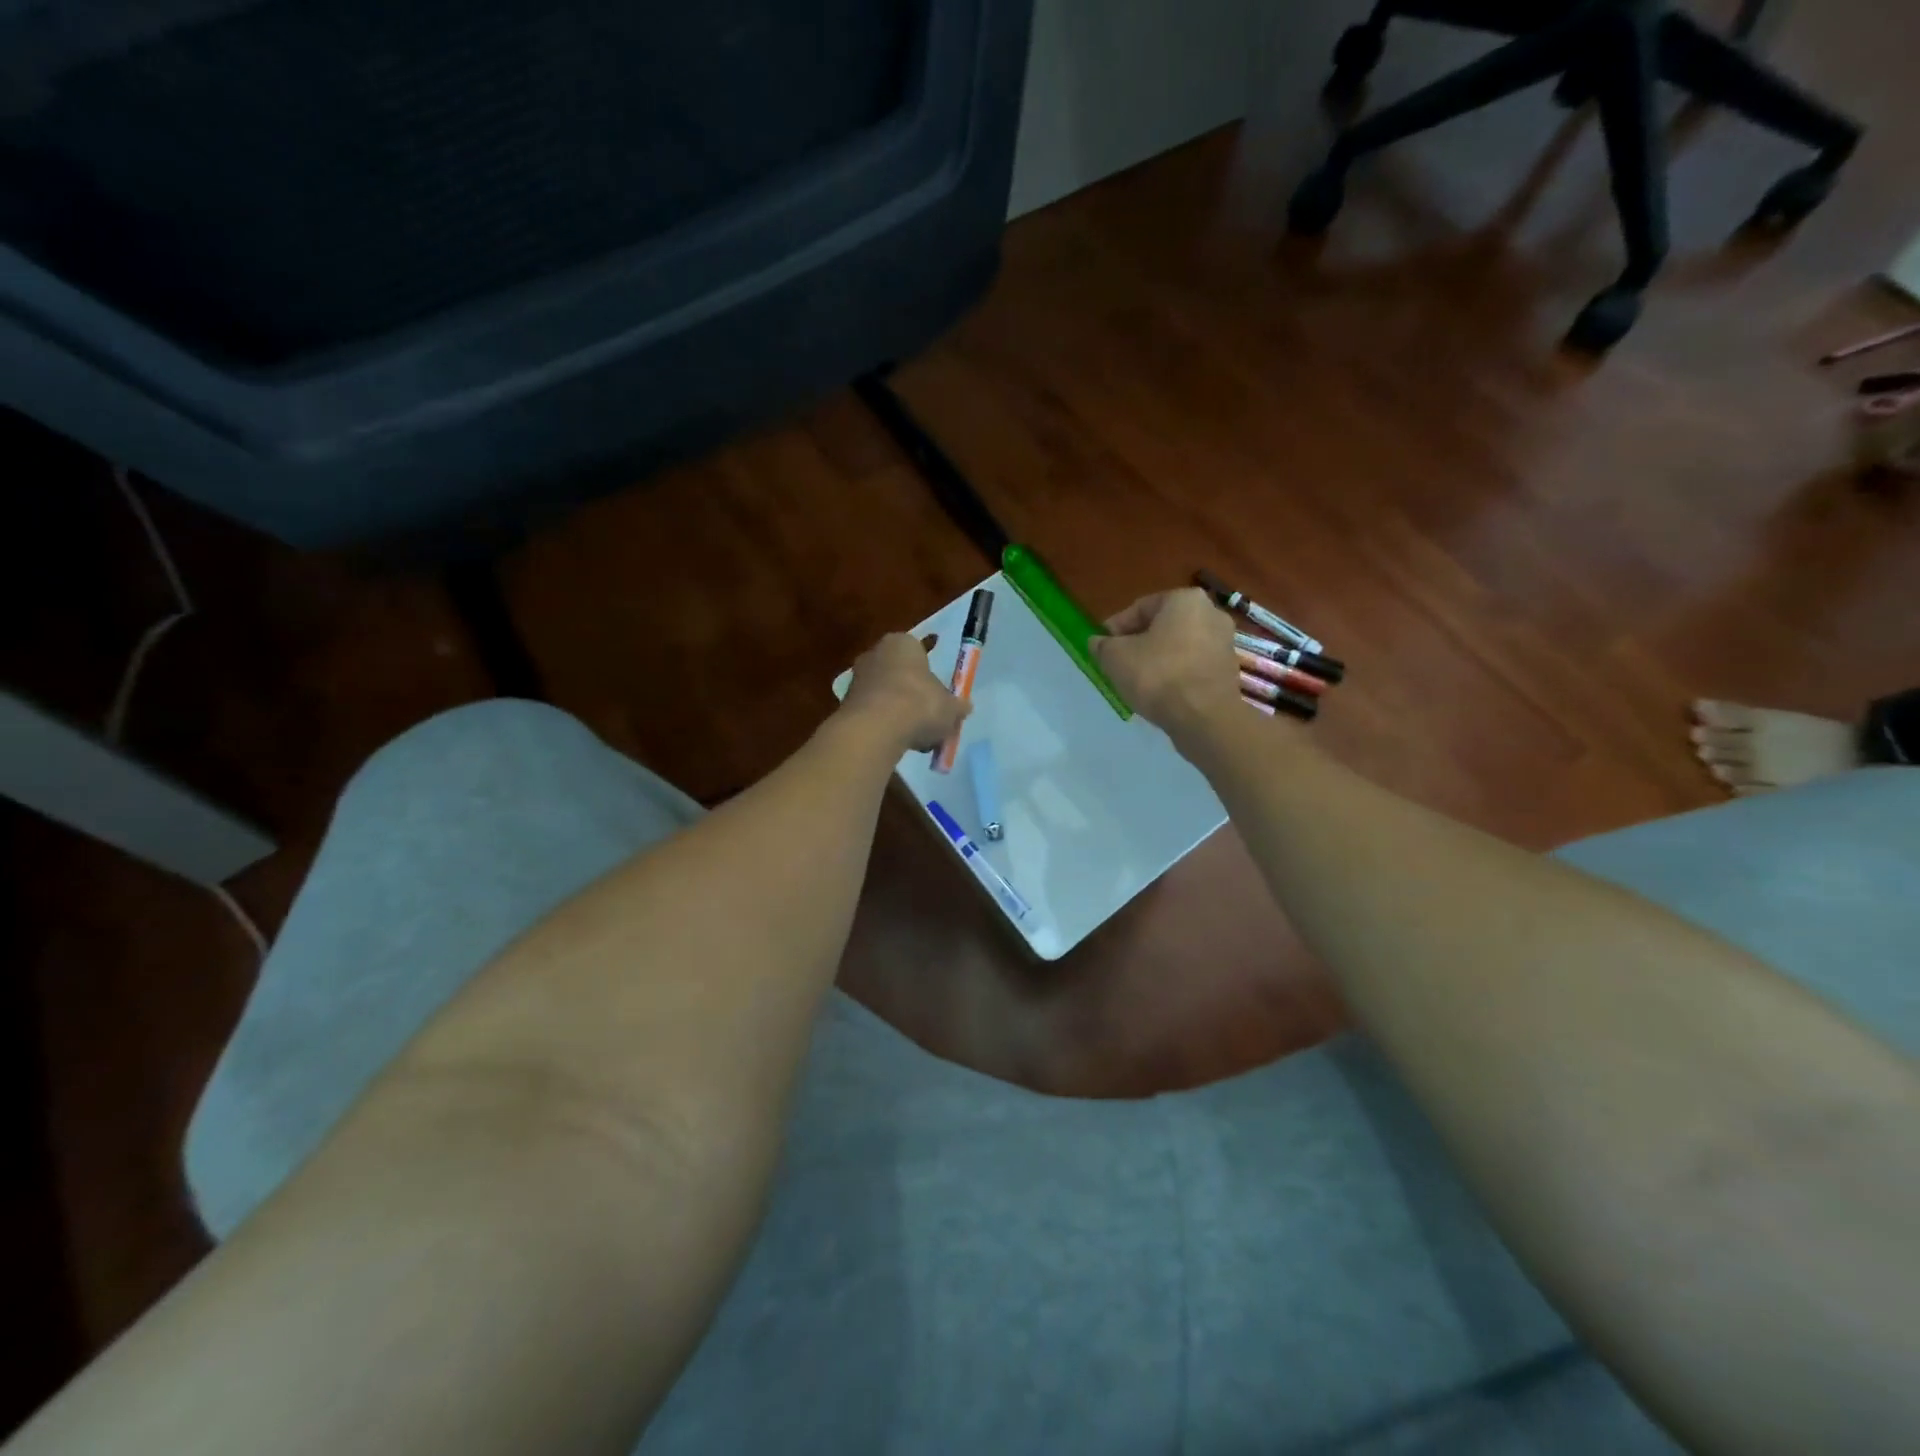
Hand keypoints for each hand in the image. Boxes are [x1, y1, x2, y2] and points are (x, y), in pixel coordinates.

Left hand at [839, 632, 970, 752]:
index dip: (930, 675)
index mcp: (901, 643)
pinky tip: (896, 743)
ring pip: (885, 696)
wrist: (875, 729)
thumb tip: (963, 708)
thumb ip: (957, 706)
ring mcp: (857, 679)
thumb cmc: (919, 705)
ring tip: (915, 738)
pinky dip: (884, 727)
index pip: (918, 652)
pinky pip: (873, 714)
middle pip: (900, 674)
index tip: (938, 696)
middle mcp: (875, 654)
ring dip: (898, 714)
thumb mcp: (950, 708)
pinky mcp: (845, 704)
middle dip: (913, 696)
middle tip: (928, 719)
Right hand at [1091, 588, 1242, 739]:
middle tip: (1118, 663)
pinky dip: (1175, 673)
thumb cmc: (1157, 676)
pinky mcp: (1228, 670)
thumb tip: (1098, 642)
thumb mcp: (1115, 658)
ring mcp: (1224, 643)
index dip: (1116, 628)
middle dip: (1139, 643)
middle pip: (1163, 626)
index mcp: (1185, 599)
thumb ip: (1103, 646)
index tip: (1103, 647)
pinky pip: (1193, 665)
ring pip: (1178, 646)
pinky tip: (1160, 692)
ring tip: (1137, 680)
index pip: (1141, 607)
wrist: (1204, 717)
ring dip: (1157, 659)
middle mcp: (1211, 613)